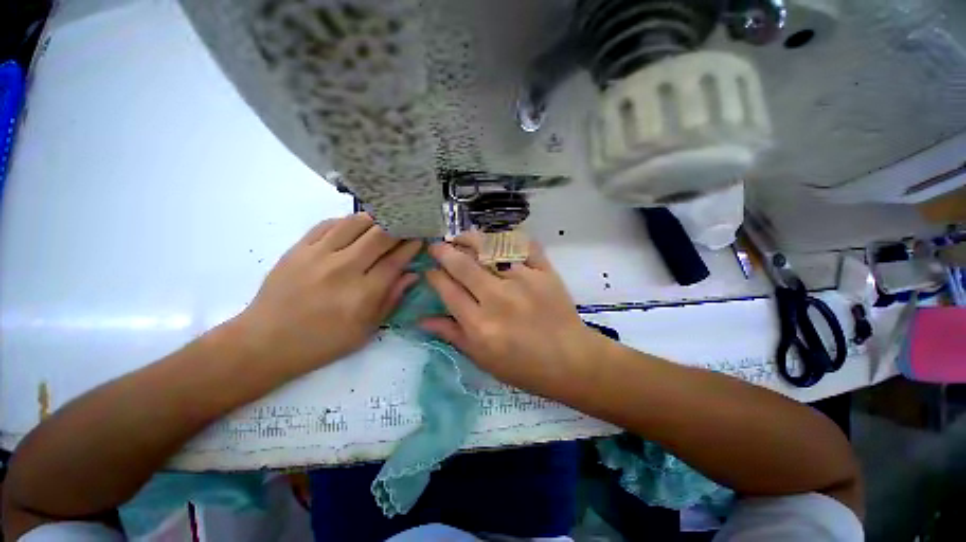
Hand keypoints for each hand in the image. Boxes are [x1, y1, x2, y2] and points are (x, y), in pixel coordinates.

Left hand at [230, 213, 421, 371]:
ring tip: (386, 221)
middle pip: (380, 235)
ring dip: (376, 219)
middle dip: (399, 227)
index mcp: (363, 293)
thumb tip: (411, 274)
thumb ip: (391, 300)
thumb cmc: (323, 342)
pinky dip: (347, 221)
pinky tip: (355, 226)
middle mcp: (343, 268)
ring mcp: (318, 255)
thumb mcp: (365, 330)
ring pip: (355, 223)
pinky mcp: (298, 248)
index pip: (396, 260)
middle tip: (408, 224)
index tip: (421, 238)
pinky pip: (328, 224)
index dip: (412, 246)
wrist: (265, 342)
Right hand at [420, 239, 601, 396]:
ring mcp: (523, 281)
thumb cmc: (524, 366)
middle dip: (444, 251)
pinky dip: (509, 237)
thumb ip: (452, 335)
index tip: (430, 270)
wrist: (570, 360)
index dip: (434, 276)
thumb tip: (421, 320)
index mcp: (480, 325)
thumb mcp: (482, 359)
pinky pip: (523, 245)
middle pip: (463, 265)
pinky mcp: (544, 272)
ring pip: (490, 248)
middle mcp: (498, 298)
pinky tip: (497, 238)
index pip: (448, 290)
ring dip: (470, 239)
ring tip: (461, 238)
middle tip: (437, 246)